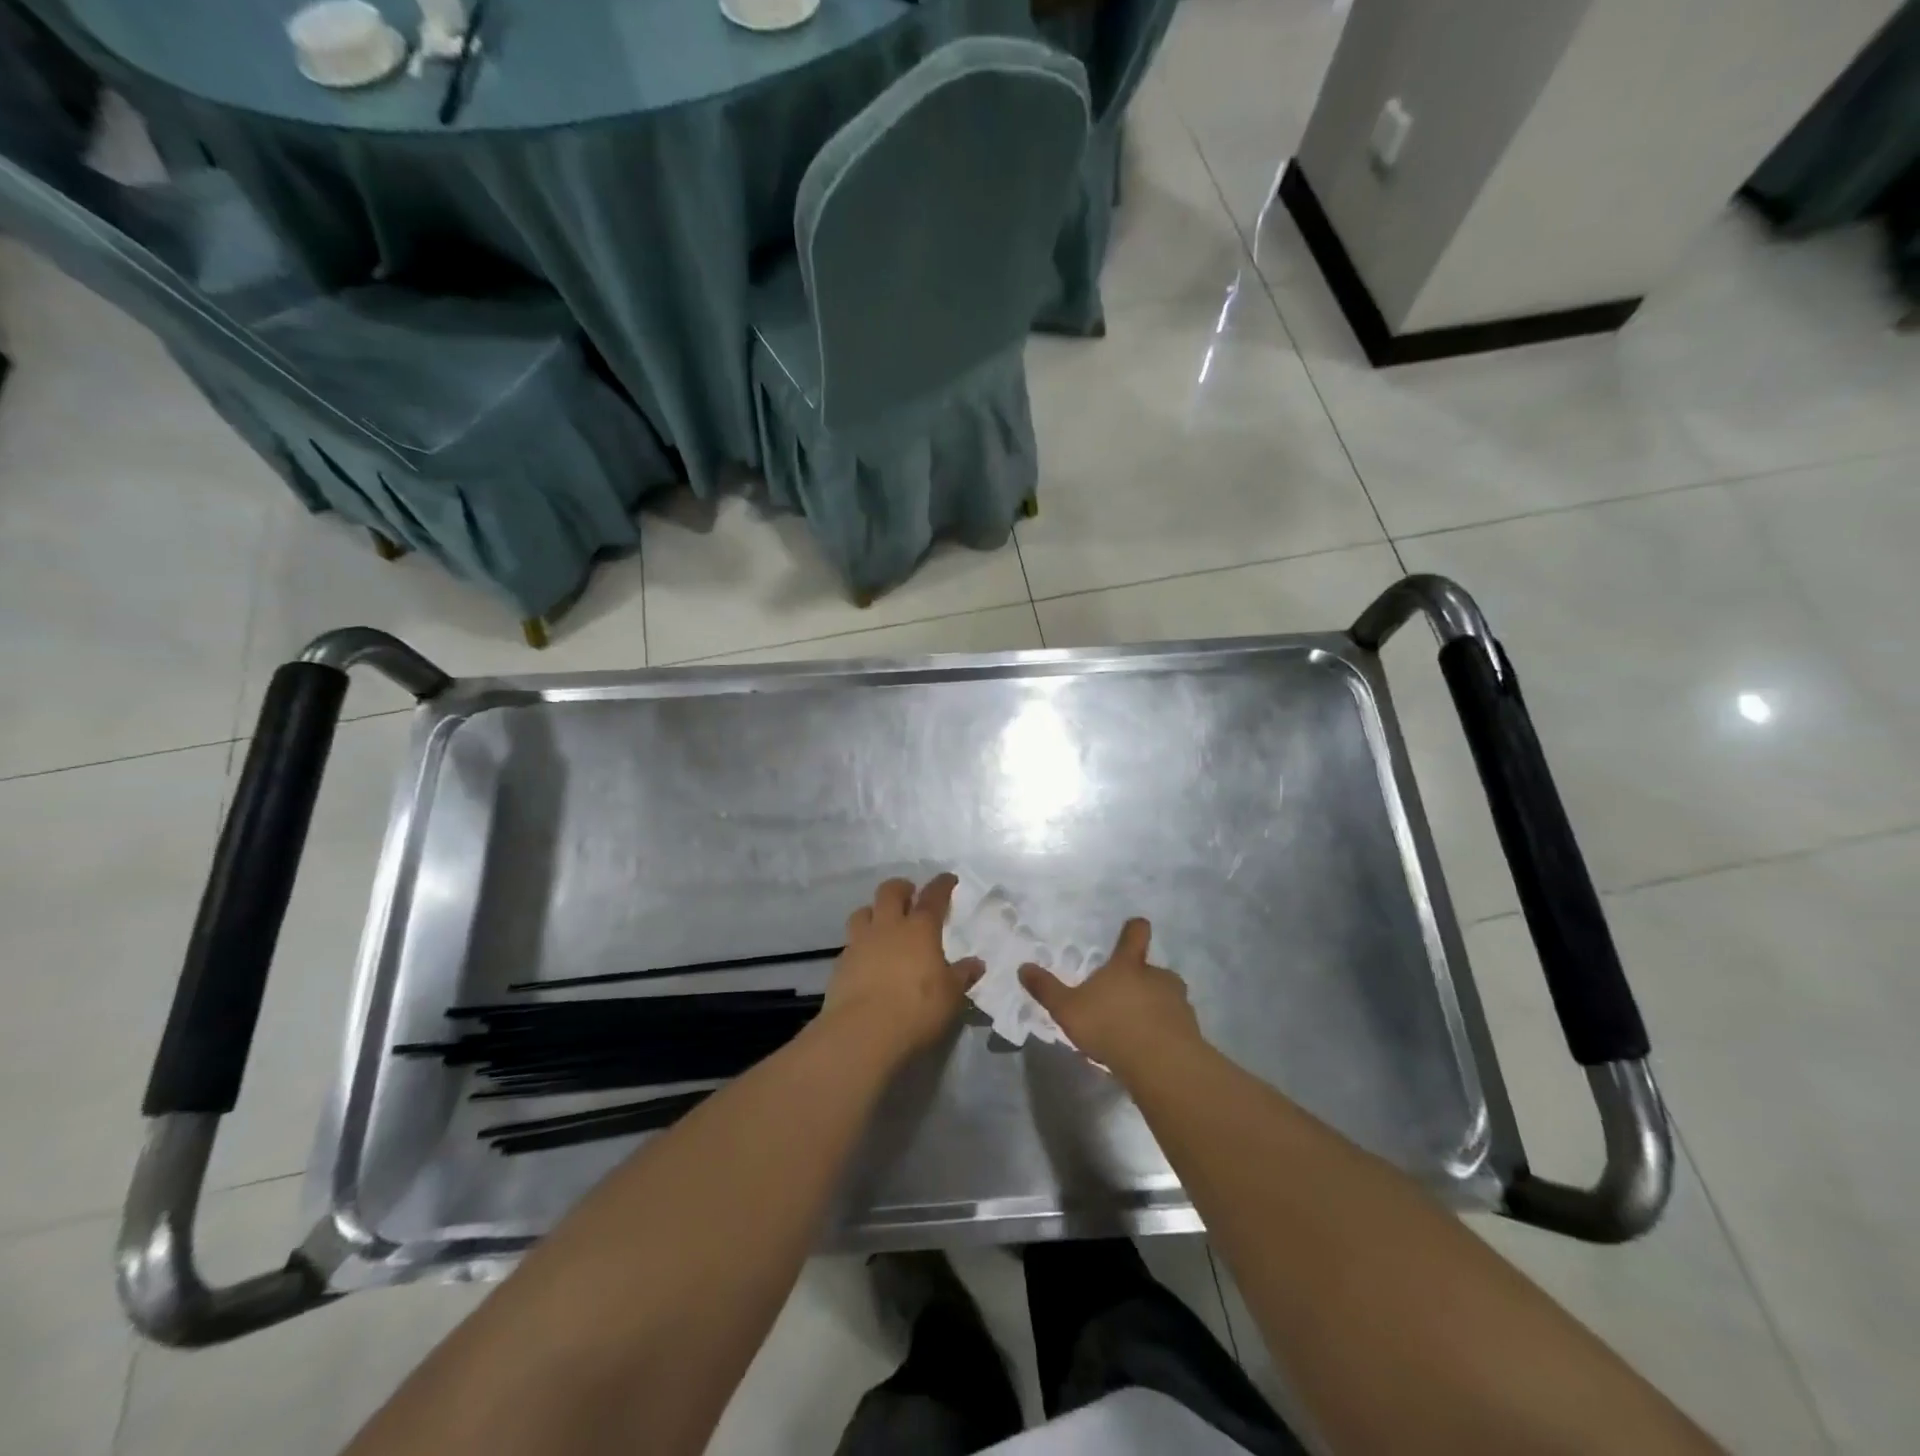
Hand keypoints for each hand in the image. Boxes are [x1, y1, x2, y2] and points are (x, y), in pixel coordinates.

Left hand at [823, 875, 982, 1062]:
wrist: (863, 1033)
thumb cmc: (917, 1010)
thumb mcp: (951, 996)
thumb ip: (962, 976)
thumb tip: (976, 963)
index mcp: (919, 929)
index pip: (933, 897)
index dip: (941, 885)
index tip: (947, 879)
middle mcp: (888, 927)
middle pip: (890, 892)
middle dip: (901, 888)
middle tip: (909, 894)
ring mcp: (860, 943)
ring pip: (863, 912)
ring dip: (874, 911)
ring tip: (882, 922)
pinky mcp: (840, 964)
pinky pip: (850, 943)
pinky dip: (860, 944)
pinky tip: (866, 959)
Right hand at [1019, 918, 1201, 1075]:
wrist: (1161, 1063)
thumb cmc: (1110, 1025)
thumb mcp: (1068, 1008)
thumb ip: (1047, 989)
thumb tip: (1023, 967)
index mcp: (1128, 965)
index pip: (1136, 934)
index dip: (1135, 929)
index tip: (1135, 927)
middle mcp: (1157, 977)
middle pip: (1152, 970)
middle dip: (1141, 982)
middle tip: (1123, 1001)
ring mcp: (1178, 1003)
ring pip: (1167, 998)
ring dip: (1155, 1008)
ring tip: (1136, 1031)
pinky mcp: (1191, 1031)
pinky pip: (1176, 1026)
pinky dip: (1165, 1033)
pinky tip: (1149, 1052)